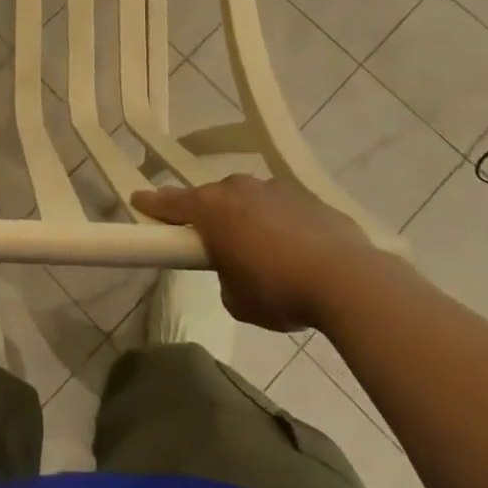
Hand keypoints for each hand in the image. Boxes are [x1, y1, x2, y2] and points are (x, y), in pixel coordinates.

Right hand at [132, 174, 379, 331]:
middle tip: (212, 241)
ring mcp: (277, 189)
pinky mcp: (310, 198)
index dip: (152, 204)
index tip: (138, 200)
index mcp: (212, 209)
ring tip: (263, 250)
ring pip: (250, 199)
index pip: (171, 202)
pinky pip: (284, 208)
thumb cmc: (279, 291)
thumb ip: (224, 276)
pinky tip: (297, 250)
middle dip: (209, 215)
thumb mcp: (237, 299)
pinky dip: (282, 223)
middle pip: (213, 198)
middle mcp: (239, 189)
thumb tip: (235, 269)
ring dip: (248, 217)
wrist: (349, 282)